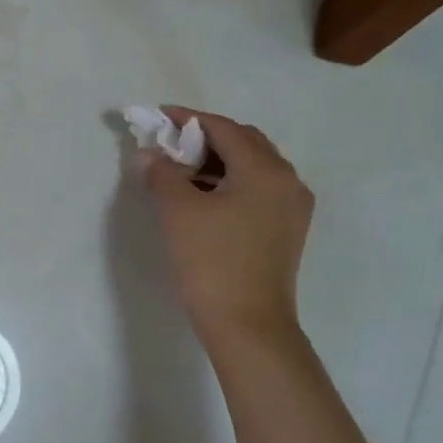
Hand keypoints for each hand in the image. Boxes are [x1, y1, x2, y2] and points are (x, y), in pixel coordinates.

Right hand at [136, 108, 313, 343]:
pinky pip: (258, 188)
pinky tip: (204, 196)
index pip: (224, 128)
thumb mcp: (178, 212)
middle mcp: (287, 180)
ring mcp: (292, 206)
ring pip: (252, 166)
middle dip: (205, 137)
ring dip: (217, 160)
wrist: (248, 325)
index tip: (157, 117)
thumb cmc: (211, 262)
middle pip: (244, 142)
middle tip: (169, 144)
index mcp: (264, 169)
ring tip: (180, 171)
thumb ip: (162, 173)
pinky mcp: (287, 229)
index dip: (188, 119)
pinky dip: (230, 182)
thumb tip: (150, 154)